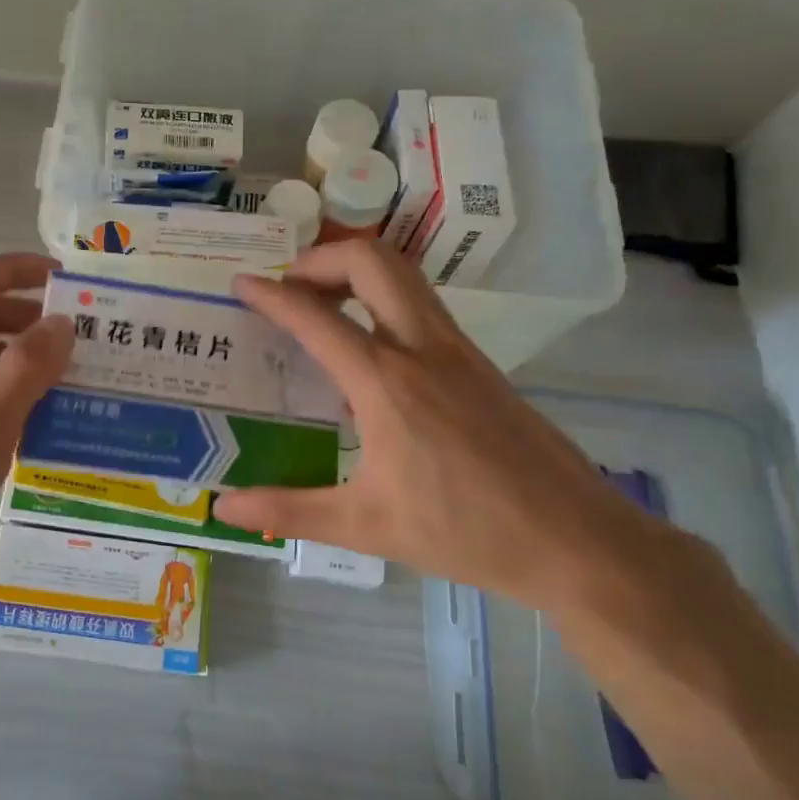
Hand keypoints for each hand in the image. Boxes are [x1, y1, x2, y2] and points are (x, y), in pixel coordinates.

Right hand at [213, 242, 709, 616]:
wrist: (575, 540)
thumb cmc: (465, 532)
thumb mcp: (365, 526)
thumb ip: (287, 510)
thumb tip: (224, 507)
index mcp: (386, 382)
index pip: (316, 316)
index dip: (271, 294)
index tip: (241, 283)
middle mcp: (422, 348)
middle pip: (371, 261)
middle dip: (321, 259)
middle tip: (290, 287)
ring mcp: (458, 350)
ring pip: (404, 275)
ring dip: (357, 272)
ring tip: (322, 305)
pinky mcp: (480, 363)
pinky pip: (422, 305)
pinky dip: (383, 299)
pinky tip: (370, 350)